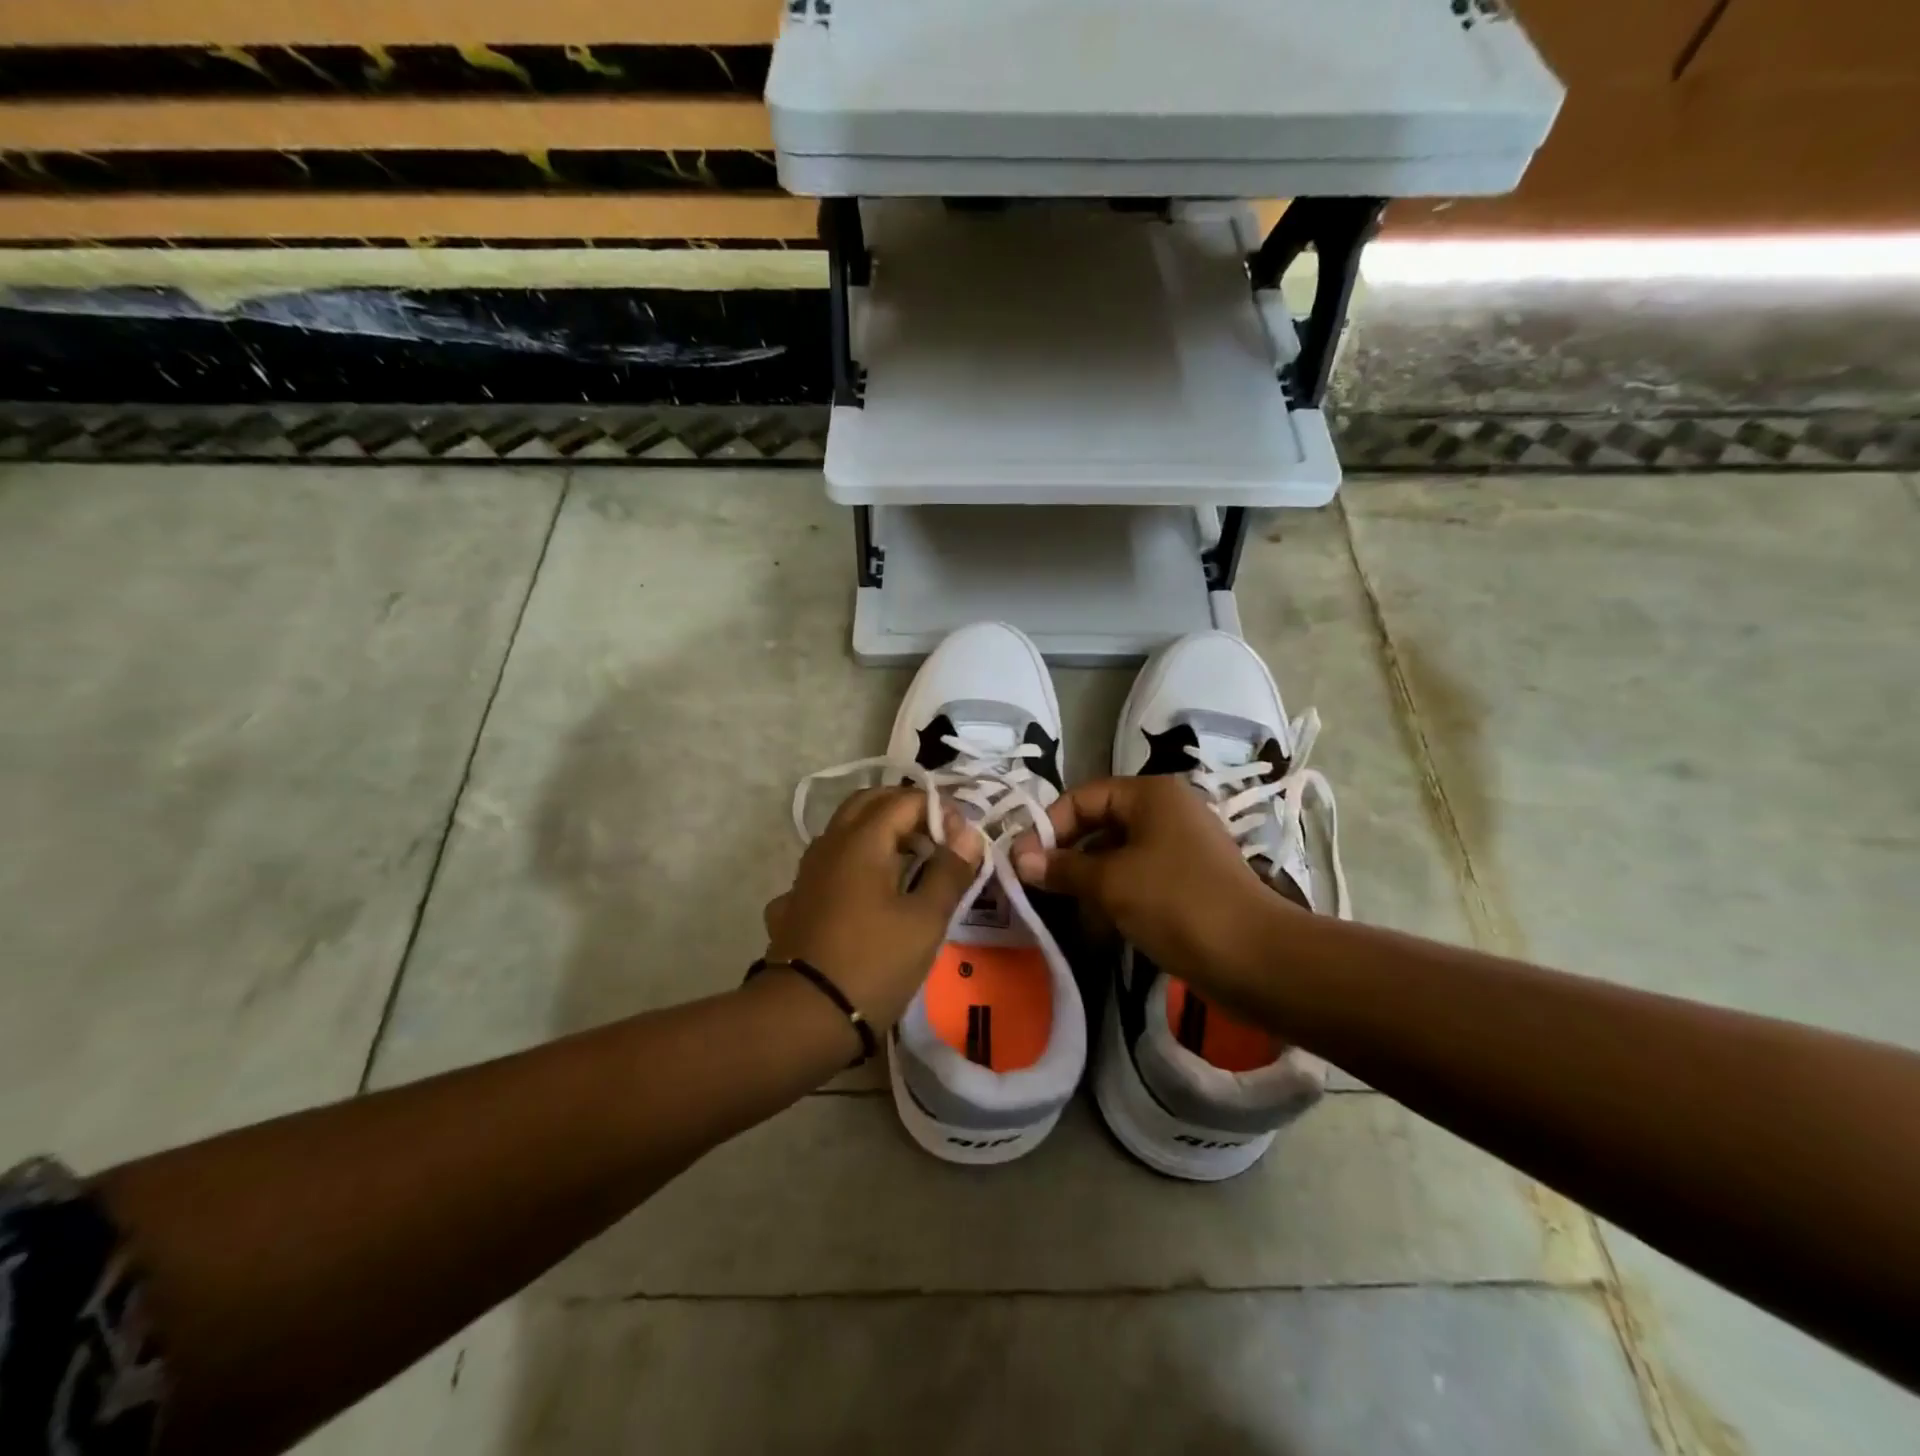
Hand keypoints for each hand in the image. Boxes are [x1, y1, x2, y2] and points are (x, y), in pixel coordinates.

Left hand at [762, 787, 983, 1030]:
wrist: (802, 1017)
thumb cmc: (873, 963)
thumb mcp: (925, 920)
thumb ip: (949, 871)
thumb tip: (967, 833)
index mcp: (862, 840)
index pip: (904, 800)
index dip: (938, 810)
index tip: (962, 838)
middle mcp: (829, 844)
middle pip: (868, 804)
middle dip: (905, 811)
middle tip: (937, 838)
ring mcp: (806, 873)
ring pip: (844, 832)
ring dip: (879, 834)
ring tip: (909, 863)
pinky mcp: (795, 901)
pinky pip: (828, 866)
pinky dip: (853, 865)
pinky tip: (865, 894)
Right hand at [1011, 775, 1294, 1005]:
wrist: (1255, 958)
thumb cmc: (1177, 904)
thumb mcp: (1111, 883)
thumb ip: (1063, 867)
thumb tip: (1019, 859)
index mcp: (1150, 795)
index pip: (1083, 796)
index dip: (1048, 825)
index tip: (1021, 861)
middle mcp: (1165, 811)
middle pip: (1099, 824)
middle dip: (1066, 856)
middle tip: (1036, 887)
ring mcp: (1179, 847)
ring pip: (1117, 856)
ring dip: (1087, 882)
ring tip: (1062, 912)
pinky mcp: (1187, 881)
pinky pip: (1137, 879)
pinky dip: (1114, 898)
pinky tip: (1095, 928)